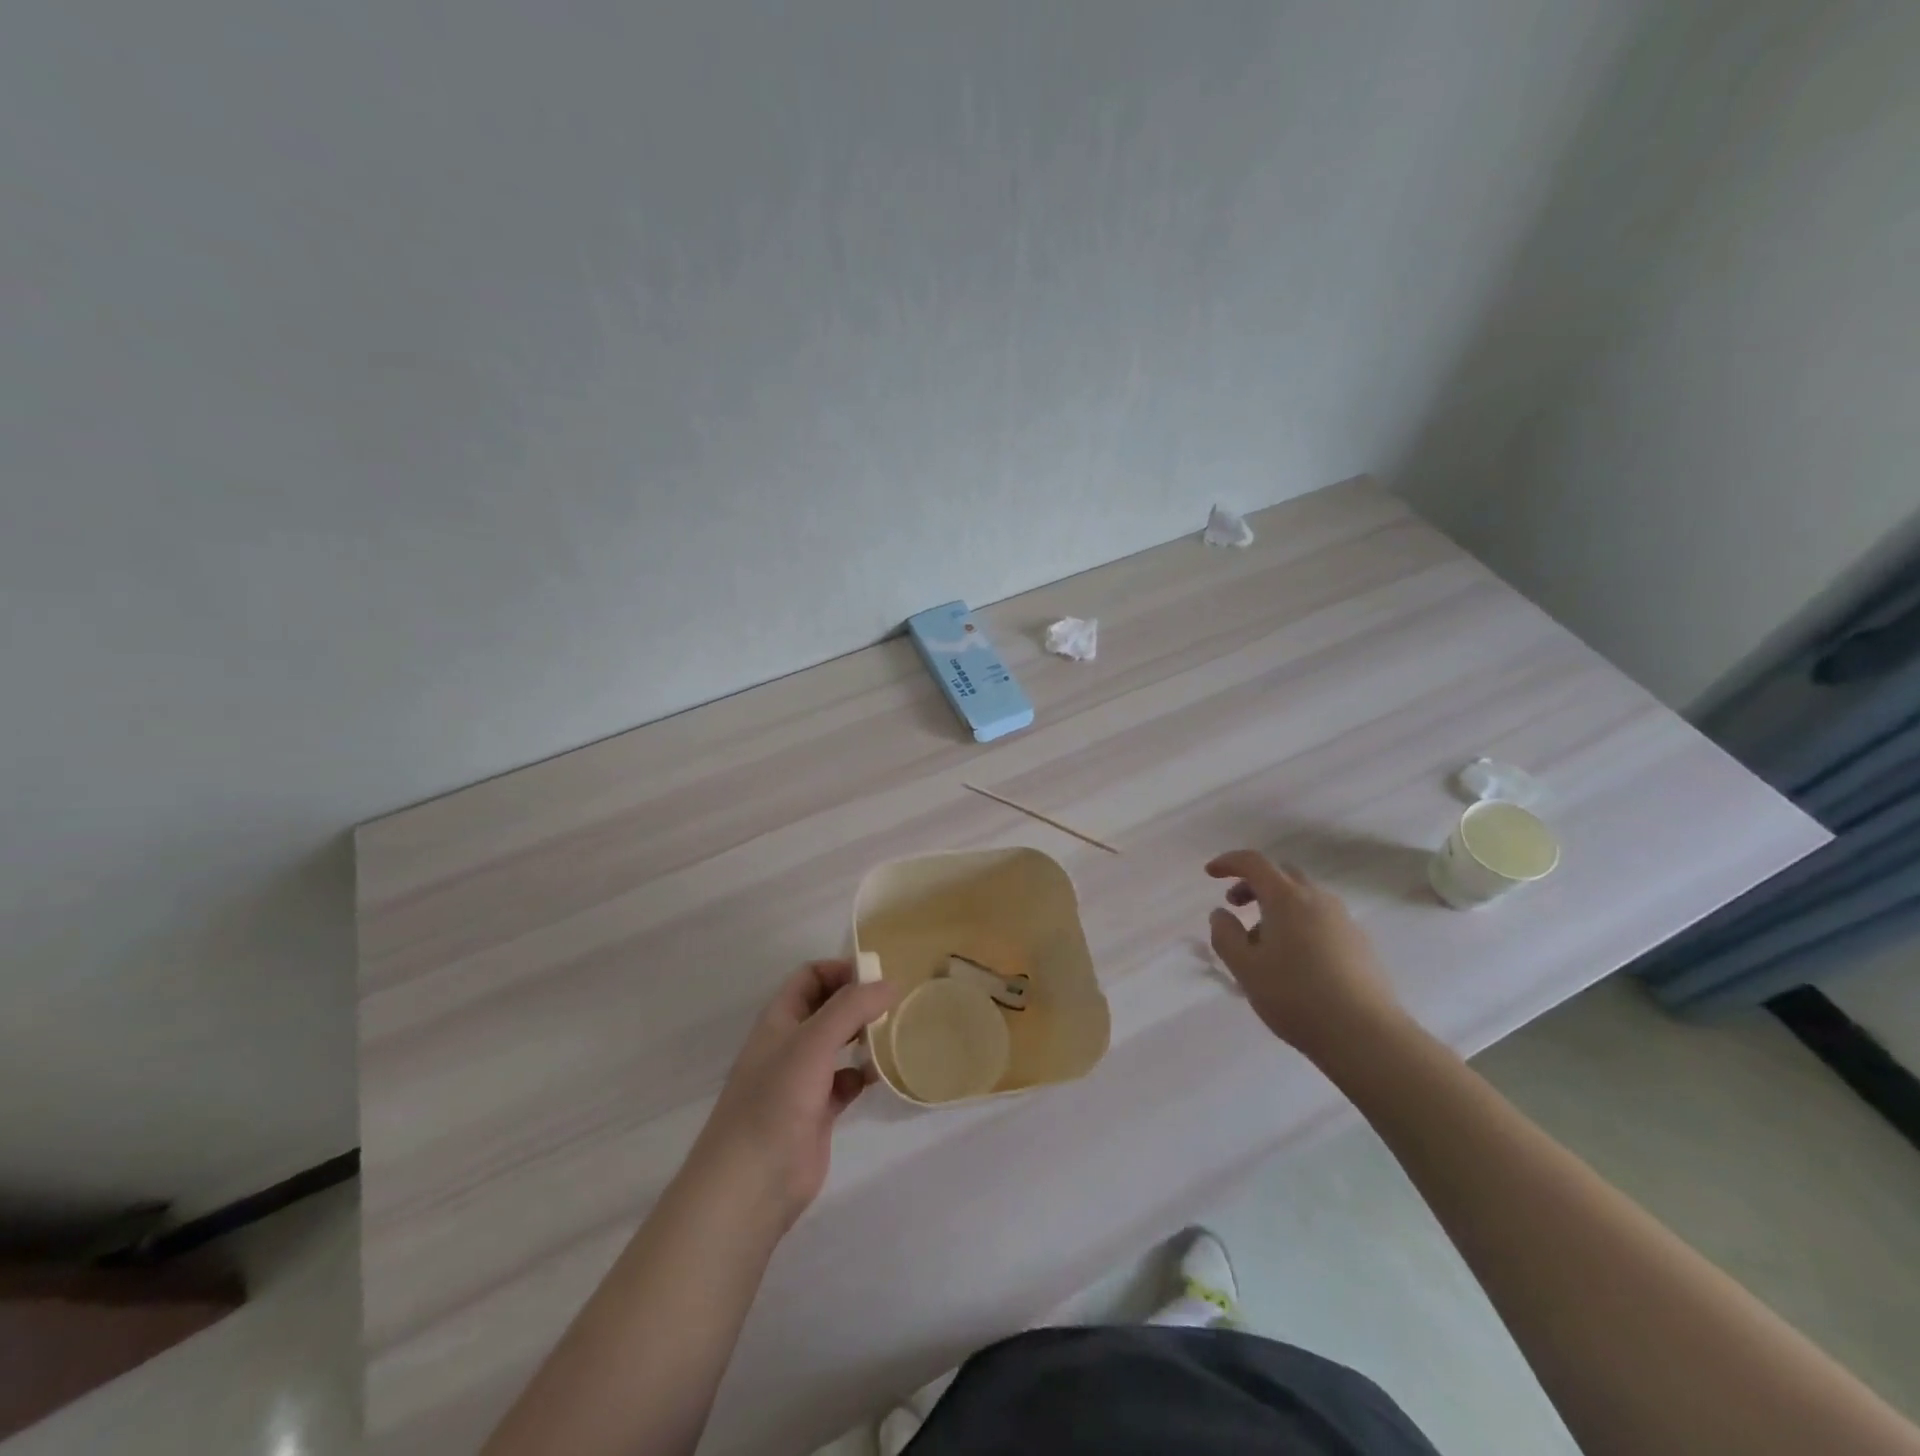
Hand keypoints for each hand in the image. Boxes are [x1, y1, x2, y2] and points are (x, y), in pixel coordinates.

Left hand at [689, 960, 898, 1233]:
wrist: (751, 1184)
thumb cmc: (776, 1100)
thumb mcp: (813, 1042)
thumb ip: (852, 1007)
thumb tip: (889, 984)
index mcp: (779, 1020)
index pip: (810, 977)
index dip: (840, 970)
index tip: (877, 976)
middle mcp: (789, 1044)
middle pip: (826, 1008)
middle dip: (857, 1001)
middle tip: (894, 1003)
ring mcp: (802, 1080)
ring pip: (838, 1044)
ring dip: (863, 1036)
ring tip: (894, 1033)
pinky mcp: (817, 1112)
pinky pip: (845, 1081)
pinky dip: (863, 1074)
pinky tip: (880, 1076)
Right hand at [1206, 850, 1406, 1062]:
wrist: (1366, 1035)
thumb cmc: (1296, 996)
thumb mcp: (1245, 968)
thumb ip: (1225, 935)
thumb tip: (1221, 914)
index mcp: (1287, 898)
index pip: (1254, 863)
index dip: (1229, 862)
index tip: (1211, 873)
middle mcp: (1318, 899)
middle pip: (1282, 875)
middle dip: (1255, 884)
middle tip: (1236, 906)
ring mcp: (1344, 920)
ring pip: (1304, 898)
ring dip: (1278, 906)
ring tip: (1264, 943)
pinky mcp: (1360, 943)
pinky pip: (1322, 919)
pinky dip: (1300, 923)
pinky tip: (1296, 961)